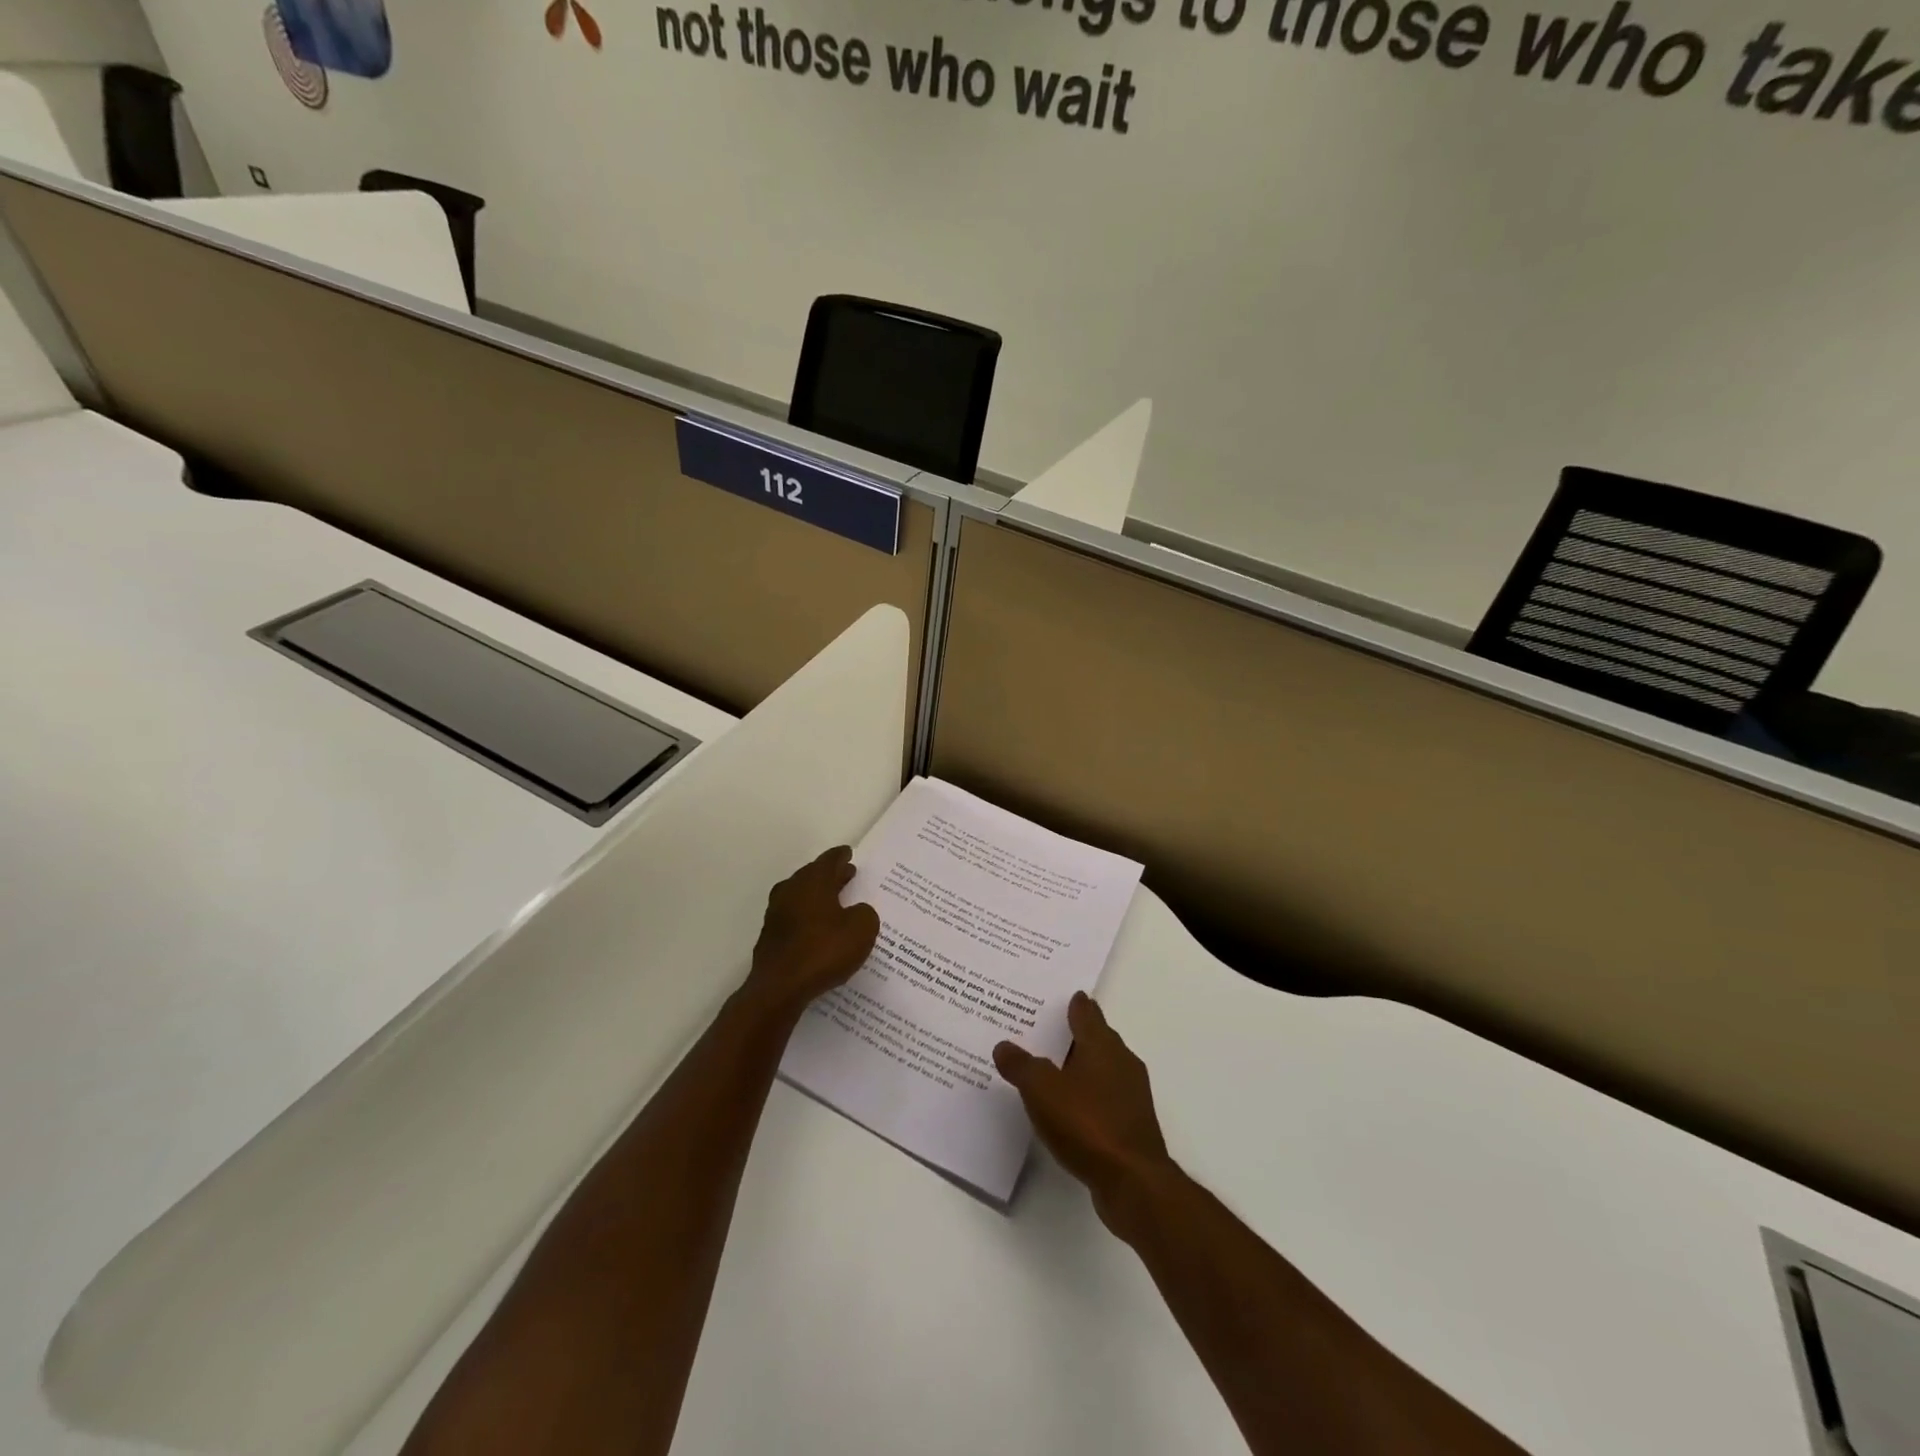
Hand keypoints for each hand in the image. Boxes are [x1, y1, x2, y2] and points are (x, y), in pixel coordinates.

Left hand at [741, 847, 879, 1019]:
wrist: (779, 989)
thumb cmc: (823, 951)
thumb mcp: (862, 930)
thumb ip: (865, 913)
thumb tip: (857, 911)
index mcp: (813, 882)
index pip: (829, 860)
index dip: (841, 856)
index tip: (848, 853)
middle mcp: (791, 891)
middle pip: (813, 876)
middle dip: (831, 875)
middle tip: (847, 874)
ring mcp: (776, 914)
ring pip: (801, 896)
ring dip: (818, 896)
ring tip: (836, 902)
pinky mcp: (771, 937)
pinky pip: (795, 918)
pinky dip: (809, 917)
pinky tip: (820, 930)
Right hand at [994, 992, 1172, 1236]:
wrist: (1133, 1182)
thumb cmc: (1087, 1123)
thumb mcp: (1042, 1090)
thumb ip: (1021, 1065)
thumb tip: (1004, 1045)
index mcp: (1102, 1044)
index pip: (1087, 1012)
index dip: (1073, 1003)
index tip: (1060, 996)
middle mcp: (1121, 1062)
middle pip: (1096, 1038)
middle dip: (1073, 1034)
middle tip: (1044, 1031)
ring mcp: (1130, 1095)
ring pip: (1101, 1069)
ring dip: (1079, 1067)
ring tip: (1050, 1069)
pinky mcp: (1131, 1125)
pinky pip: (1103, 1098)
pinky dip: (1085, 1096)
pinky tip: (1067, 1108)